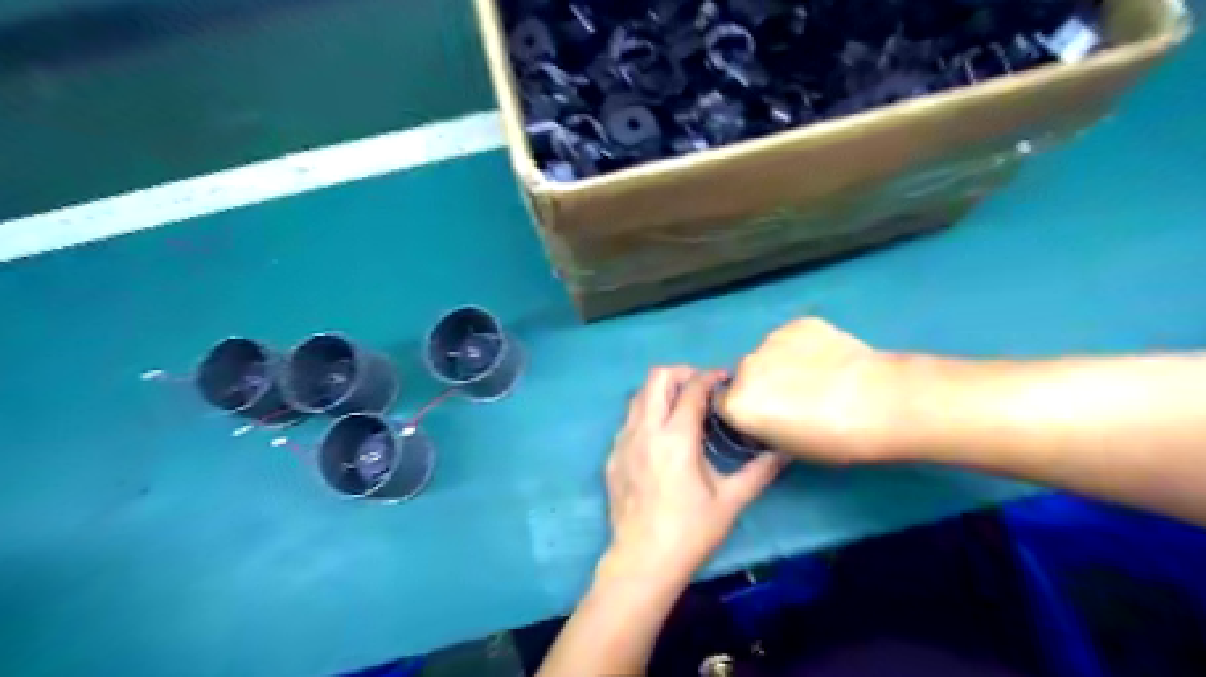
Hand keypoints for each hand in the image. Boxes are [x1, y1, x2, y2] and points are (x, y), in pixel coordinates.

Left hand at [600, 367, 786, 584]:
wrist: (642, 562)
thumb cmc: (689, 532)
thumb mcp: (730, 502)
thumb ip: (758, 472)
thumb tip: (784, 452)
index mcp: (676, 438)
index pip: (692, 388)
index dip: (710, 376)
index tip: (724, 379)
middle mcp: (646, 430)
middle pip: (657, 377)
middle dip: (681, 373)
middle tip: (700, 388)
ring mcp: (624, 441)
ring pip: (638, 396)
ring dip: (661, 392)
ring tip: (682, 409)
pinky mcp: (613, 456)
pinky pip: (629, 420)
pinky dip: (647, 415)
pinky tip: (661, 438)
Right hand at [714, 318, 904, 463]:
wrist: (882, 402)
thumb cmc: (833, 439)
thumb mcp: (787, 447)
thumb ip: (763, 426)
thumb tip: (766, 413)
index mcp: (737, 402)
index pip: (724, 405)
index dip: (746, 413)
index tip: (767, 419)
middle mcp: (745, 366)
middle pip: (745, 376)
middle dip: (762, 385)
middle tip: (796, 399)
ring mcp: (771, 340)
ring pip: (769, 355)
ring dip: (782, 364)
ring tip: (819, 377)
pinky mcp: (798, 323)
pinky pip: (792, 338)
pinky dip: (804, 348)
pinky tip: (830, 360)